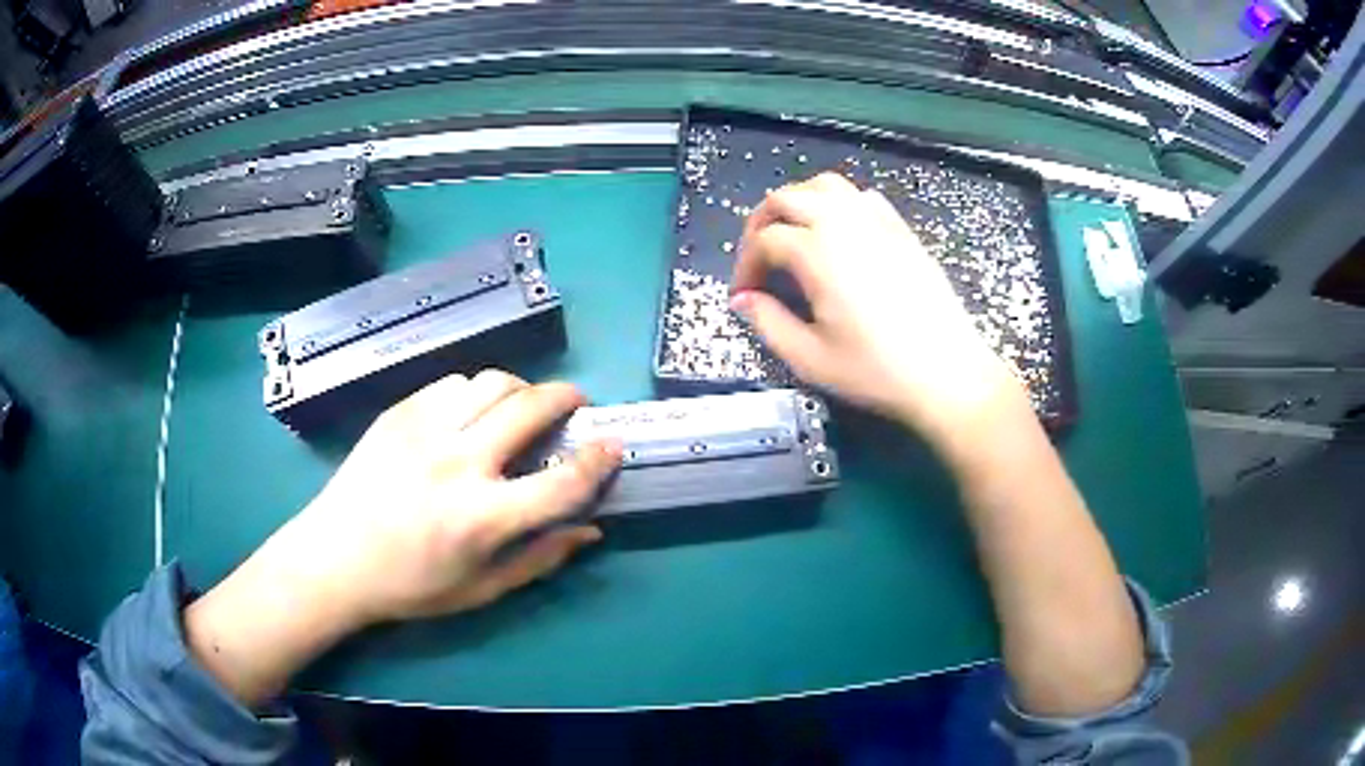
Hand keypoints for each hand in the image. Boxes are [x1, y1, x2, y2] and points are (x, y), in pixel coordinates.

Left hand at [281, 370, 621, 625]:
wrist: (334, 558)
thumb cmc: (410, 585)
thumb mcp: (481, 589)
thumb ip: (541, 558)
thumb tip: (591, 529)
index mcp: (481, 518)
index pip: (560, 482)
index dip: (597, 461)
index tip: (612, 445)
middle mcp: (457, 464)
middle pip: (529, 408)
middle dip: (565, 397)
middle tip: (574, 404)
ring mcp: (423, 431)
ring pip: (491, 382)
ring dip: (518, 390)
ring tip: (519, 408)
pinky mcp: (398, 413)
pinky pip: (451, 384)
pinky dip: (474, 393)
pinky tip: (468, 415)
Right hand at [732, 173, 1024, 445]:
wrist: (948, 374)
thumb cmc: (877, 371)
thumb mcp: (810, 359)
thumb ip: (768, 323)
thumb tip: (744, 300)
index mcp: (817, 252)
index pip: (764, 241)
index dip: (745, 266)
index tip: (744, 296)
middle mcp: (844, 223)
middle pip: (786, 198)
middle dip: (761, 223)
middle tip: (758, 258)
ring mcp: (878, 222)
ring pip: (825, 186)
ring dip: (799, 202)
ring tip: (793, 234)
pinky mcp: (902, 230)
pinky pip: (862, 197)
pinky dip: (839, 204)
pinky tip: (840, 233)